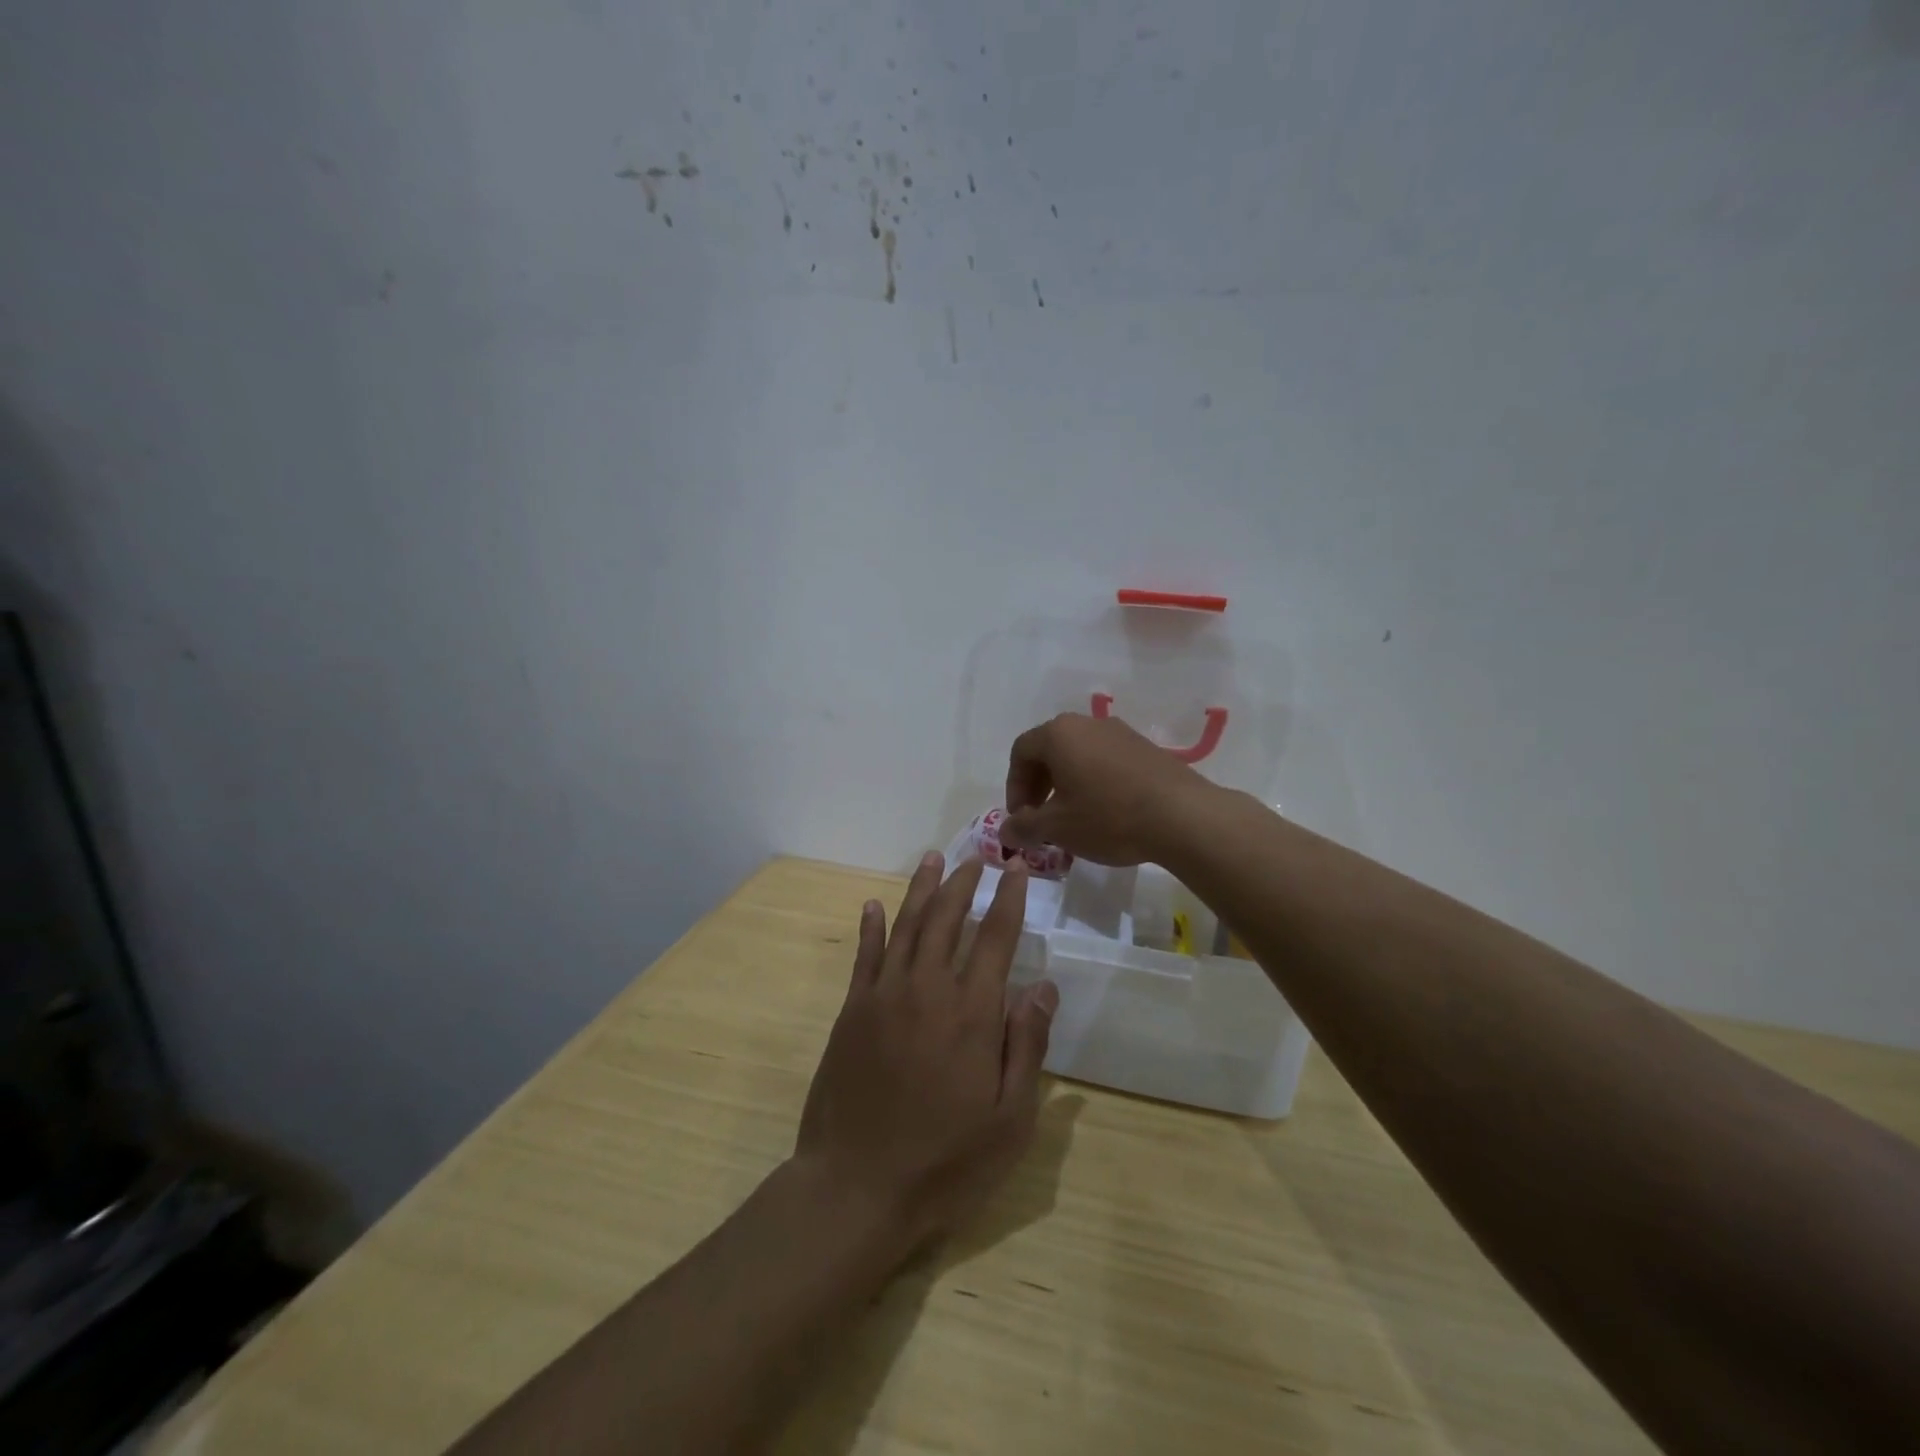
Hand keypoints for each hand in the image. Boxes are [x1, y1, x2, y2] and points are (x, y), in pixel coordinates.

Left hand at [796, 853, 1057, 1253]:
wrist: (856, 1186)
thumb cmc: (945, 1160)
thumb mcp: (1009, 1119)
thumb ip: (1027, 1045)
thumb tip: (1044, 986)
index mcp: (972, 1012)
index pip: (995, 938)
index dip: (1008, 899)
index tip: (1015, 868)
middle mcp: (927, 989)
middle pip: (947, 919)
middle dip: (964, 883)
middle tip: (977, 857)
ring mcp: (884, 996)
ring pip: (906, 926)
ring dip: (921, 889)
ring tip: (933, 859)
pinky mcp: (852, 1011)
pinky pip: (865, 955)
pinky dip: (872, 926)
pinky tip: (875, 905)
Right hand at [1002, 712, 1217, 865]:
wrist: (1183, 816)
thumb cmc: (1108, 817)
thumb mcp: (1058, 828)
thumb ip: (1024, 827)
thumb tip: (1005, 831)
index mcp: (1059, 734)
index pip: (1020, 752)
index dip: (1014, 787)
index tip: (1022, 818)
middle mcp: (1088, 723)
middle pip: (1049, 750)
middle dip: (1039, 786)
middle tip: (1043, 820)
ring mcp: (1120, 733)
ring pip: (1079, 755)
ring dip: (1067, 785)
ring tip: (1074, 820)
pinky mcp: (1146, 748)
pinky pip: (1106, 761)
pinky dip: (1095, 782)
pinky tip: (1106, 814)